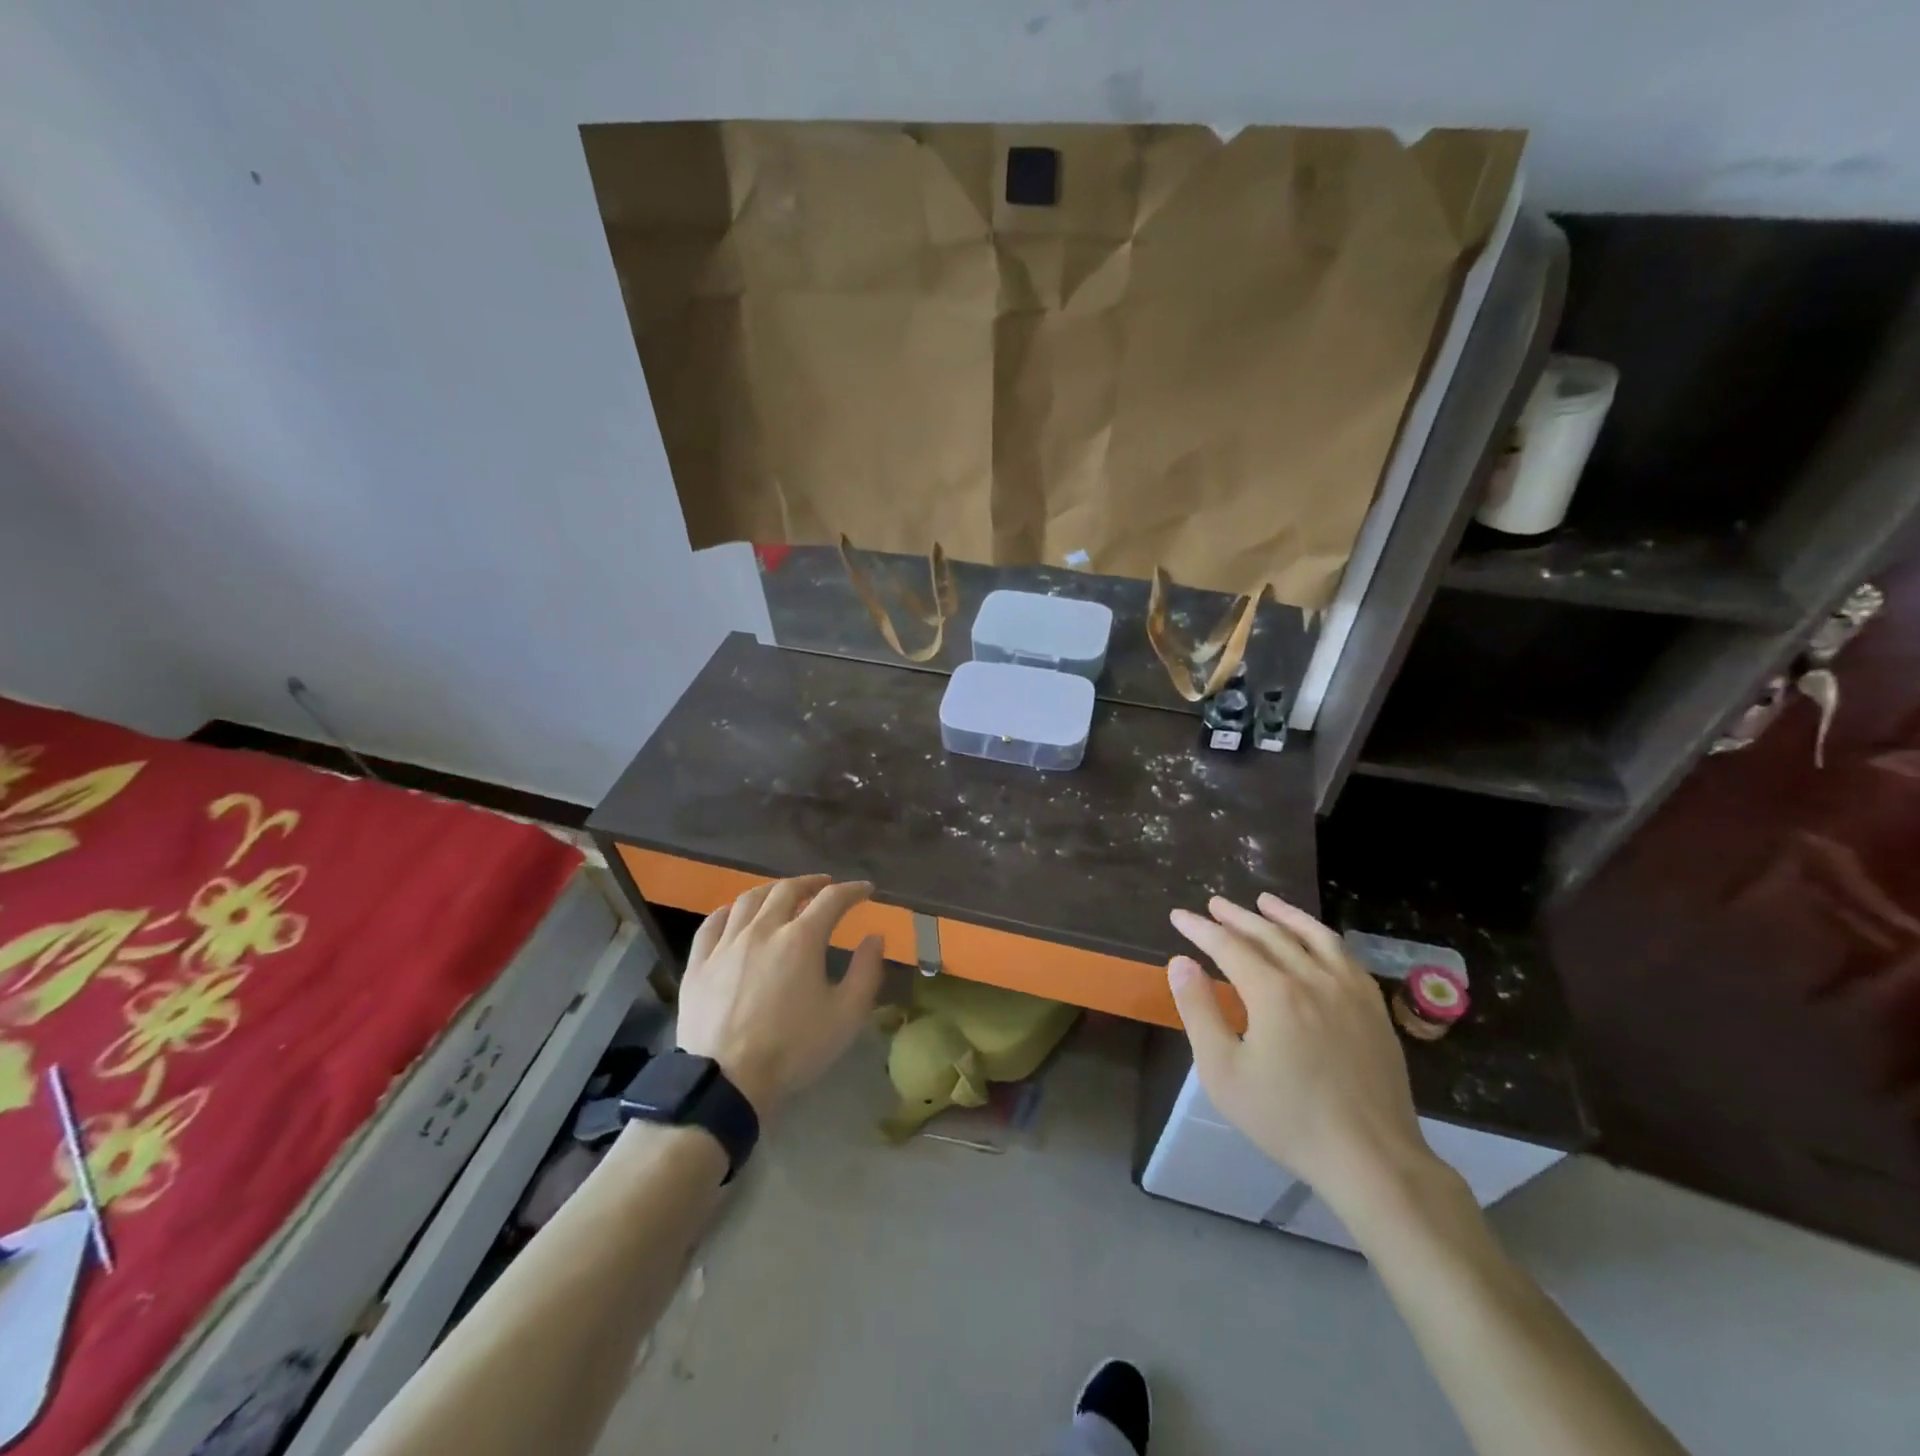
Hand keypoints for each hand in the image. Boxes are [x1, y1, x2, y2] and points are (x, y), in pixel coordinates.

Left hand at [674, 875, 884, 1116]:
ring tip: (782, 893)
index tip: (865, 890)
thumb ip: (866, 972)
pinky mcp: (699, 963)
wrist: (726, 1081)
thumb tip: (875, 937)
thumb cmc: (793, 1049)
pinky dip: (730, 911)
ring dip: (772, 890)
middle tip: (824, 885)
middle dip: (811, 883)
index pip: (832, 900)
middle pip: (787, 890)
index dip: (852, 890)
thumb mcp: (845, 1016)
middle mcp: (763, 929)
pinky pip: (712, 923)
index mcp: (801, 939)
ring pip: (749, 900)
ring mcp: (726, 944)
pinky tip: (736, 914)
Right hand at [1166, 893, 1436, 1213]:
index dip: (1201, 929)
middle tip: (1214, 904)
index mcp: (1274, 993)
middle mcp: (1312, 979)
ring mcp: (1350, 991)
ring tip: (1264, 901)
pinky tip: (1316, 940)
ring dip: (1284, 915)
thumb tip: (1180, 962)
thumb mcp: (1223, 1071)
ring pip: (1314, 937)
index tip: (1179, 916)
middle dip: (1237, 917)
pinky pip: (1345, 957)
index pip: (1229, 946)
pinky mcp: (1374, 1010)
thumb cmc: (1287, 1118)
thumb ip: (1199, 1010)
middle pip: (1269, 934)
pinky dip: (1322, 938)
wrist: (1371, 1159)